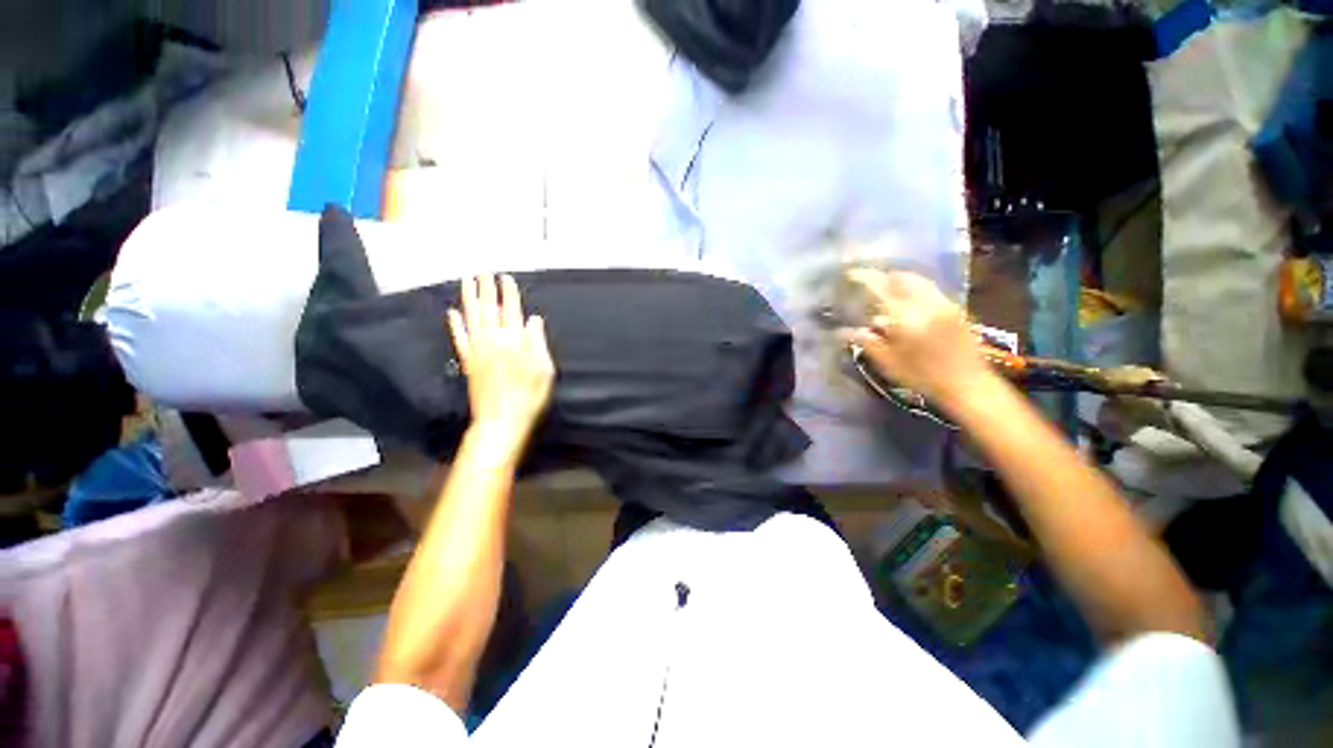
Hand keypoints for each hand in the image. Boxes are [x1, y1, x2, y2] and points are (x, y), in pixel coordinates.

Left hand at [447, 274, 555, 441]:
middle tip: (482, 271)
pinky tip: (452, 312)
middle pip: (489, 308)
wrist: (501, 420)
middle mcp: (493, 340)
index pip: (512, 310)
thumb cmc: (529, 395)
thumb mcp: (544, 369)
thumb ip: (537, 341)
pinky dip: (455, 324)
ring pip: (472, 317)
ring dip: (469, 298)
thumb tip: (532, 319)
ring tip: (467, 281)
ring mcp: (477, 350)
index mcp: (515, 341)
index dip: (509, 293)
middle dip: (486, 288)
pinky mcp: (467, 361)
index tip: (505, 277)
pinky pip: (459, 338)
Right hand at [841, 269, 990, 407]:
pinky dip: (914, 288)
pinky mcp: (955, 309)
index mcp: (906, 316)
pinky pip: (930, 289)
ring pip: (919, 280)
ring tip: (886, 288)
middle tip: (868, 281)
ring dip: (900, 280)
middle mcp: (926, 303)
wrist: (968, 384)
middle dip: (884, 276)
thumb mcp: (887, 362)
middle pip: (902, 277)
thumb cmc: (922, 376)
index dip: (864, 277)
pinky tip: (907, 302)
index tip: (850, 274)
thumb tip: (841, 331)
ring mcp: (944, 303)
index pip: (881, 286)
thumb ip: (865, 342)